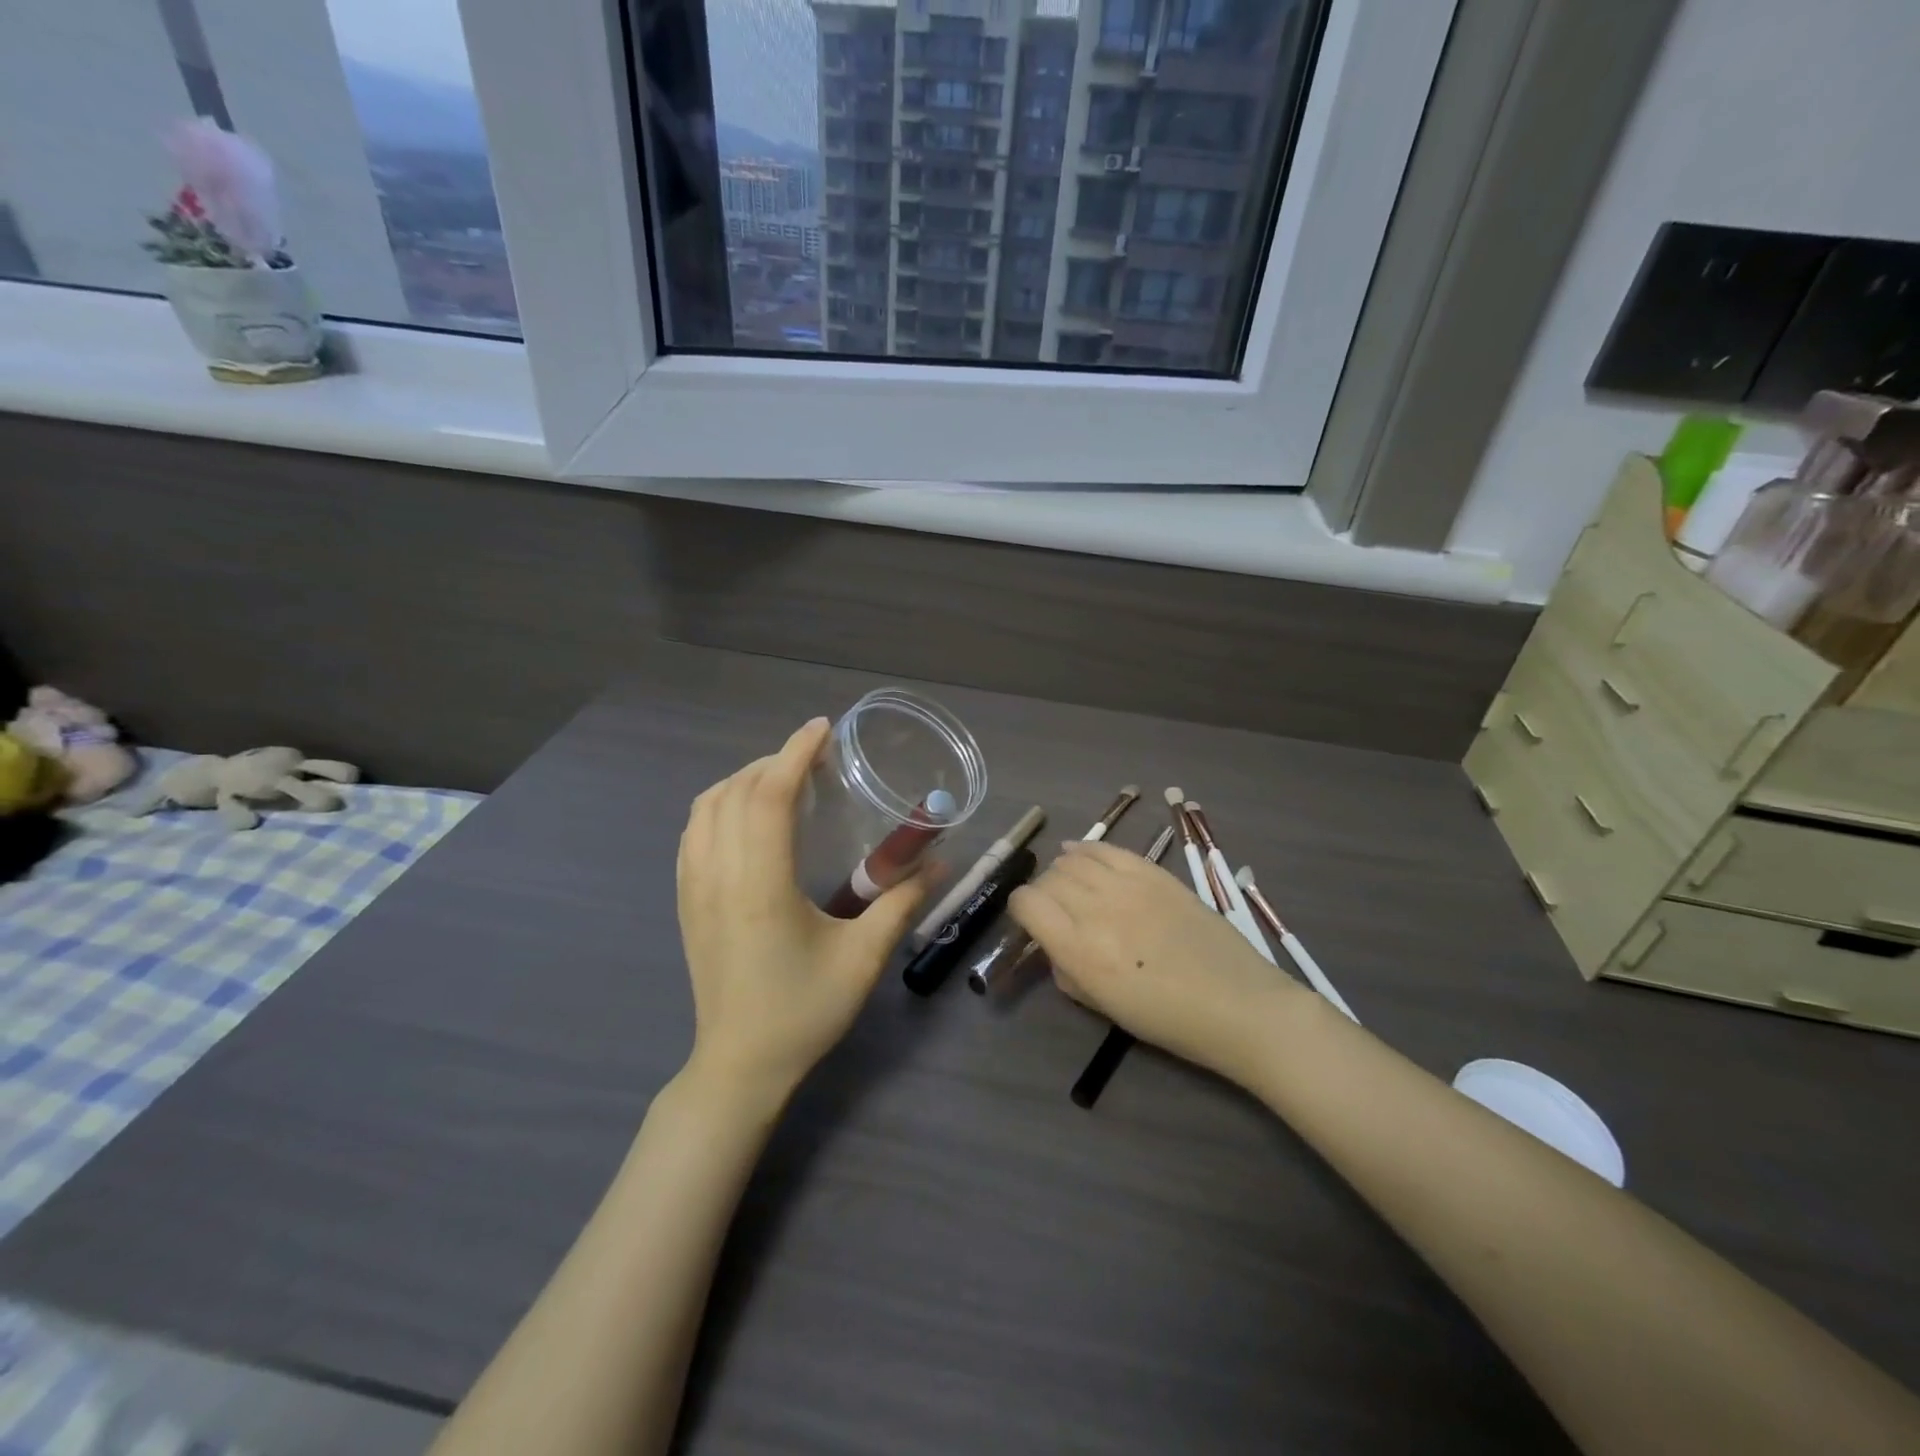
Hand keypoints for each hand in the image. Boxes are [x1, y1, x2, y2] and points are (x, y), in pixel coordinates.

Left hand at [676, 718, 929, 1107]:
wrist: (739, 1065)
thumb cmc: (803, 1011)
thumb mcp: (863, 959)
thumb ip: (900, 903)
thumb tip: (938, 863)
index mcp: (760, 885)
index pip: (767, 796)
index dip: (794, 754)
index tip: (821, 729)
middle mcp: (718, 875)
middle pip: (734, 791)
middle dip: (773, 761)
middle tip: (814, 758)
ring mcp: (693, 887)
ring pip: (705, 807)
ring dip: (743, 780)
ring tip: (782, 780)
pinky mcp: (685, 901)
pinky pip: (693, 832)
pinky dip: (718, 805)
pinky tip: (746, 816)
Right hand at [1009, 839, 1301, 1088]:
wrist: (1239, 1004)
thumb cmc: (1169, 1020)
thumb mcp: (1104, 1007)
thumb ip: (1068, 971)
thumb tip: (1055, 945)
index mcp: (1079, 950)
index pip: (1027, 904)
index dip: (1020, 910)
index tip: (1029, 921)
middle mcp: (1096, 910)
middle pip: (1049, 879)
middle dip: (1043, 893)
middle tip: (1054, 910)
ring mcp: (1128, 886)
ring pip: (1074, 859)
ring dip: (1063, 871)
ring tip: (1069, 883)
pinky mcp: (1154, 873)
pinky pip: (1108, 849)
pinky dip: (1086, 848)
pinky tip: (1079, 853)